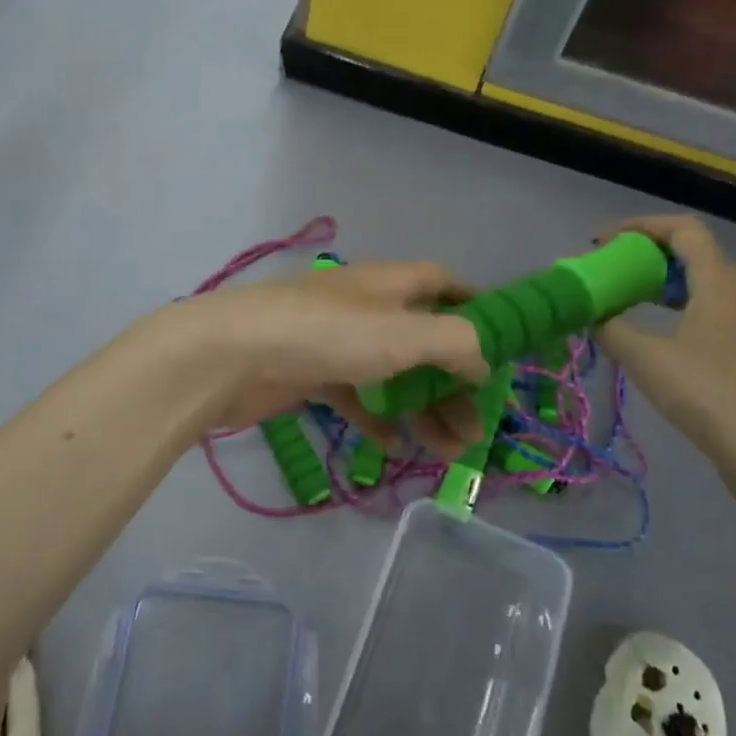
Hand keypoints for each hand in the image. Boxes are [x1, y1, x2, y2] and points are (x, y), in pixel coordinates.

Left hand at [176, 261, 489, 455]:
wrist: (231, 355)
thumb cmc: (326, 335)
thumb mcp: (403, 333)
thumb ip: (455, 344)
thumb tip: (483, 364)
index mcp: (390, 284)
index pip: (443, 283)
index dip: (476, 306)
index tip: (503, 343)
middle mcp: (366, 307)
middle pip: (425, 341)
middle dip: (454, 383)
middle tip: (478, 430)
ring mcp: (336, 341)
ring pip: (393, 375)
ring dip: (423, 410)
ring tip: (448, 452)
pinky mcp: (310, 374)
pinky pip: (356, 397)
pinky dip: (376, 418)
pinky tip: (391, 446)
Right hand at [597, 215, 735, 524]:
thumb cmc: (710, 396)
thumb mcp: (647, 359)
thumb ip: (613, 329)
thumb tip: (591, 314)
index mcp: (719, 284)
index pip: (683, 229)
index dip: (640, 226)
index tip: (604, 243)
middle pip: (694, 256)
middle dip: (648, 257)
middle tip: (612, 274)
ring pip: (704, 289)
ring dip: (664, 288)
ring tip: (629, 305)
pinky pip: (711, 317)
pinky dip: (680, 315)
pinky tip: (659, 344)